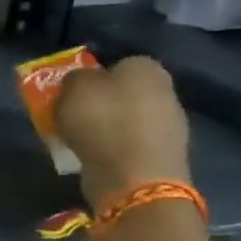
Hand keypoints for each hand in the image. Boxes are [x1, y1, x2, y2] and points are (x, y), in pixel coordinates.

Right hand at [55, 55, 192, 211]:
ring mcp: (169, 126)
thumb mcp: (73, 88)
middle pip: (122, 93)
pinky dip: (112, 150)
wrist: (133, 176)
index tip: (71, 94)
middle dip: (100, 104)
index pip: (116, 64)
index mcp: (146, 68)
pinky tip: (95, 158)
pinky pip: (129, 145)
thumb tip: (80, 83)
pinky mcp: (164, 155)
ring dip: (105, 129)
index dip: (91, 77)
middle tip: (72, 117)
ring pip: (126, 120)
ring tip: (78, 141)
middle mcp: (165, 91)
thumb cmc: (102, 121)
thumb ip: (74, 79)